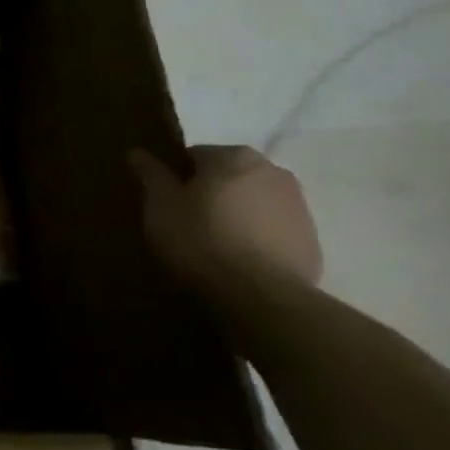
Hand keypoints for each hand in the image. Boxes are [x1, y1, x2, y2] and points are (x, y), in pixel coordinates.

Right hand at [129, 145, 322, 293]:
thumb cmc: (201, 240)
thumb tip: (137, 152)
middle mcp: (272, 170)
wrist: (262, 297)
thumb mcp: (161, 206)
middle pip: (227, 177)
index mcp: (233, 155)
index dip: (176, 179)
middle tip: (188, 225)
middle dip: (210, 195)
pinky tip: (240, 265)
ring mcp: (298, 207)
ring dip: (236, 216)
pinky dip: (257, 240)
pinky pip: (273, 232)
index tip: (167, 205)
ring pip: (253, 203)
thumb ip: (150, 175)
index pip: (194, 156)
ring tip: (215, 249)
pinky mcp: (312, 242)